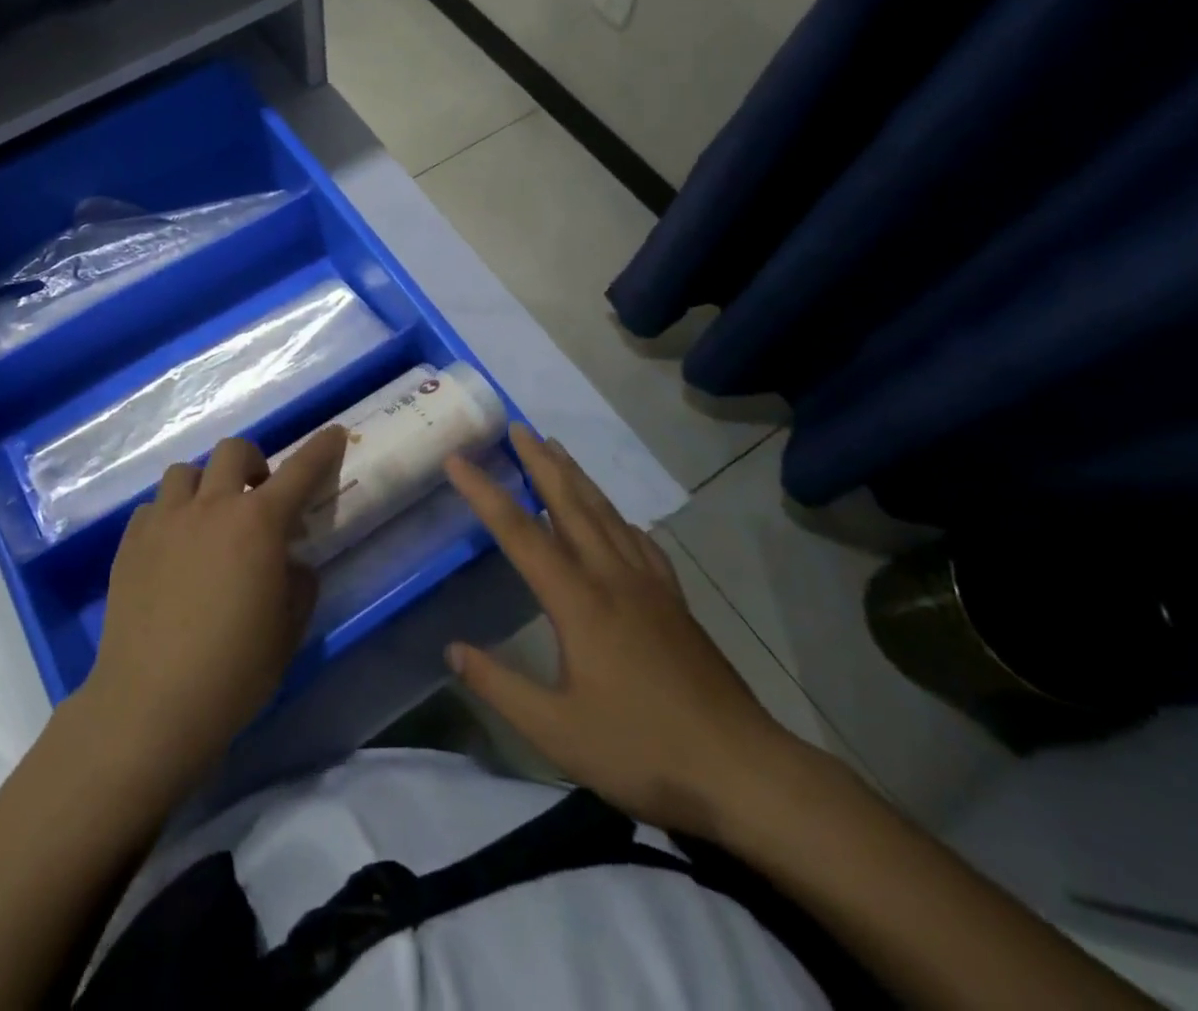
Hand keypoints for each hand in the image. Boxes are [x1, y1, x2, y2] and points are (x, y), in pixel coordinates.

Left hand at [78, 428, 347, 791]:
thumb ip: (298, 583)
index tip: (335, 433)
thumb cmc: (234, 671)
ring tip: (209, 520)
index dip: (321, 448)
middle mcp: (211, 507)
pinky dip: (171, 514)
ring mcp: (165, 520)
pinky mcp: (130, 541)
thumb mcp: (288, 630)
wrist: (152, 703)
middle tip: (258, 496)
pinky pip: (154, 506)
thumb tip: (289, 562)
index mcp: (258, 524)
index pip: (300, 471)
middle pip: (233, 451)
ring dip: (207, 484)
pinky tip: (172, 548)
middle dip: (253, 463)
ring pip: (186, 472)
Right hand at [445, 427, 799, 841]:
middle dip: (540, 462)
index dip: (485, 493)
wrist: (744, 770)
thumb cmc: (643, 750)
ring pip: (606, 514)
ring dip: (577, 477)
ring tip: (556, 449)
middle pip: (570, 504)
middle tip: (517, 427)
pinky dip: (618, 517)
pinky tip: (618, 520)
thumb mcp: (556, 732)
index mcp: (579, 601)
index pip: (520, 533)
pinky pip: (640, 542)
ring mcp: (650, 586)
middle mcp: (613, 577)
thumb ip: (499, 686)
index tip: (457, 460)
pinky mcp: (675, 602)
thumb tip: (452, 649)